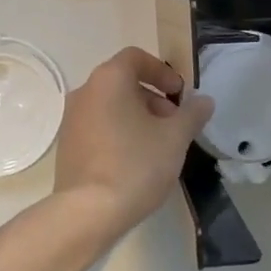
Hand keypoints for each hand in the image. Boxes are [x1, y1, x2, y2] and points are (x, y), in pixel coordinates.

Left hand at [54, 47, 213, 239]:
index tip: (179, 94)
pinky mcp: (66, 145)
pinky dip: (119, 132)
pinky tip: (135, 161)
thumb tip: (204, 101)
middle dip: (153, 98)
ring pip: (110, 106)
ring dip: (137, 117)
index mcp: (108, 79)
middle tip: (174, 124)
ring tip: (158, 146)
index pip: (136, 57)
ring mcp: (71, 119)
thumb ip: (192, 114)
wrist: (88, 212)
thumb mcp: (175, 138)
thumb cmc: (136, 164)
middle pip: (123, 82)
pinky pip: (98, 126)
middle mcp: (84, 92)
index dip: (162, 71)